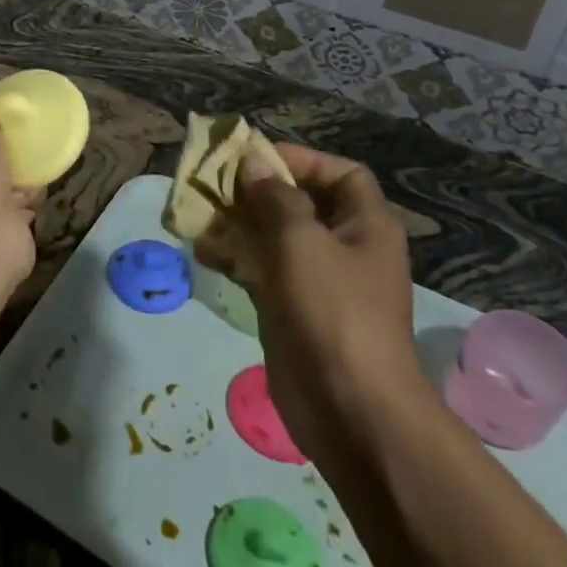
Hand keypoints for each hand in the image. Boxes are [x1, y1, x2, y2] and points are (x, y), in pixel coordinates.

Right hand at [218, 145, 426, 470]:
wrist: (349, 408)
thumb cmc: (332, 310)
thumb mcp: (300, 241)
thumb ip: (274, 197)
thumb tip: (254, 162)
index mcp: (366, 225)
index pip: (340, 173)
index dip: (300, 159)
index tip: (254, 158)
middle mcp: (346, 247)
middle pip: (300, 203)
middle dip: (257, 191)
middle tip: (214, 184)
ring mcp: (319, 281)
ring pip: (275, 237)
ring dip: (239, 223)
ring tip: (200, 216)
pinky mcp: (293, 309)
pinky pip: (263, 270)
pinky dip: (236, 258)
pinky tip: (203, 252)